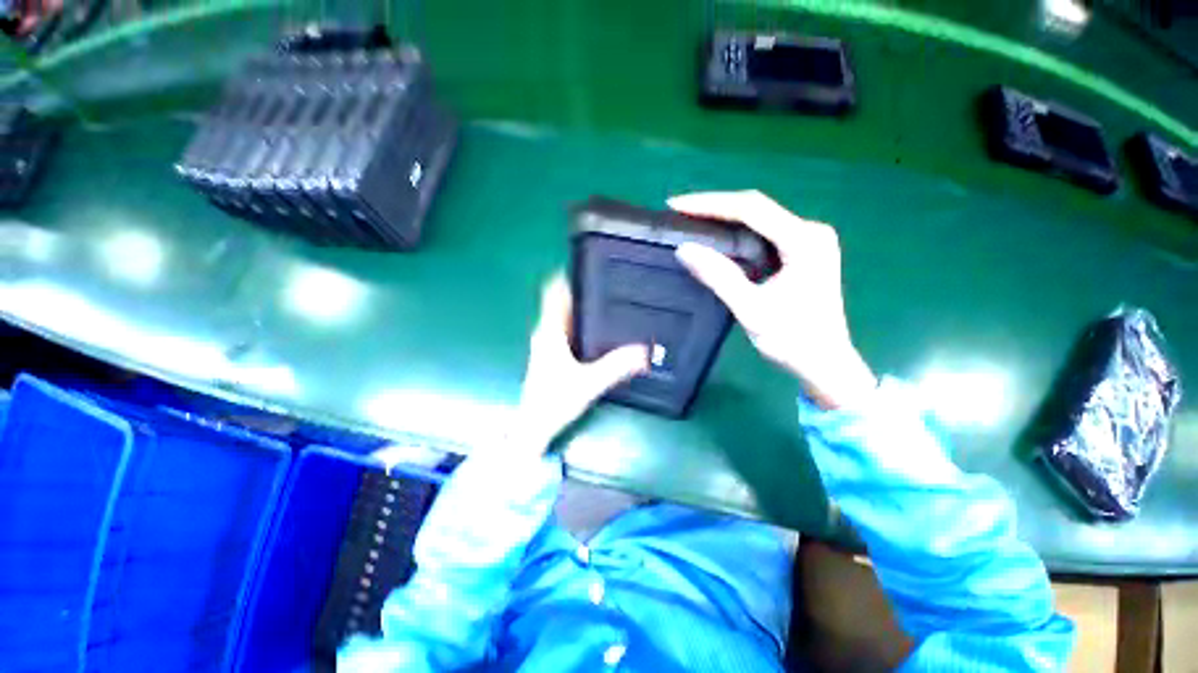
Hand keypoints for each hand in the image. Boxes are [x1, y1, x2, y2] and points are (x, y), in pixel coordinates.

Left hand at [512, 274, 648, 452]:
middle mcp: (546, 333)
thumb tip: (644, 351)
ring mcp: (546, 344)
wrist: (534, 426)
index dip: (567, 277)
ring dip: (580, 307)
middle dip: (581, 291)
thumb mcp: (589, 383)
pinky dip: (579, 323)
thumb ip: (616, 367)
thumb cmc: (554, 401)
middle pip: (561, 302)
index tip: (588, 266)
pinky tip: (597, 329)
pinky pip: (565, 329)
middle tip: (608, 284)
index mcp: (550, 332)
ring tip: (607, 301)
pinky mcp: (550, 355)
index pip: (554, 293)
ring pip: (563, 316)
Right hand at [671, 190, 876, 408]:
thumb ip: (719, 277)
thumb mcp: (751, 309)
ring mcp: (808, 241)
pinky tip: (715, 238)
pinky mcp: (801, 252)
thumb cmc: (792, 339)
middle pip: (755, 208)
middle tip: (679, 213)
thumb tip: (684, 249)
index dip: (710, 204)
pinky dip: (736, 234)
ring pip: (758, 220)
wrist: (825, 363)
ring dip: (723, 219)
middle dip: (714, 208)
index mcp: (805, 241)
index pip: (751, 208)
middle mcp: (810, 231)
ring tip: (690, 222)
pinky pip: (763, 234)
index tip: (677, 206)